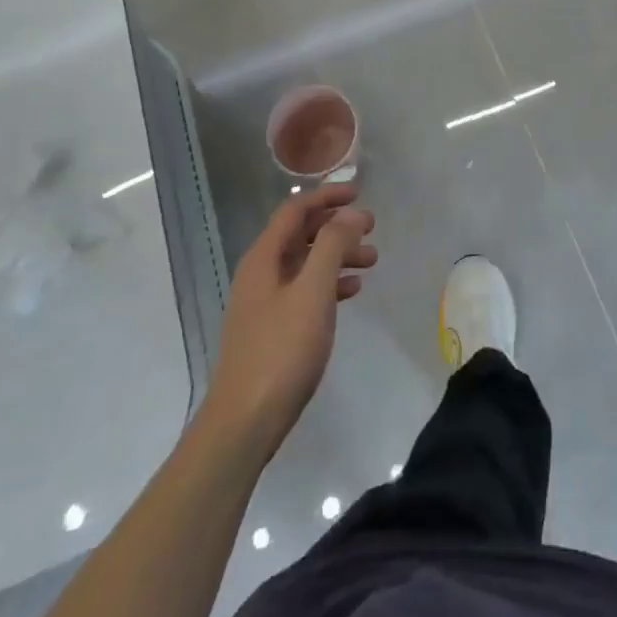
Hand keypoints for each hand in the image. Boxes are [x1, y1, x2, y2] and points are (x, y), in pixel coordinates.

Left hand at [203, 181, 376, 455]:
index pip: (295, 209)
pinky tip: (352, 292)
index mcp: (264, 257)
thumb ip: (332, 246)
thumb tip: (350, 213)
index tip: (359, 194)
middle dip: (337, 226)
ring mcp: (265, 302)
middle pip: (301, 234)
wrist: (245, 422)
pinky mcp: (272, 329)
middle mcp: (260, 273)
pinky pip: (305, 291)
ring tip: (372, 260)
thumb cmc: (281, 350)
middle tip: (372, 228)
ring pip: (306, 263)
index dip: (326, 196)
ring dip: (338, 255)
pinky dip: (329, 283)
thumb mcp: (313, 292)